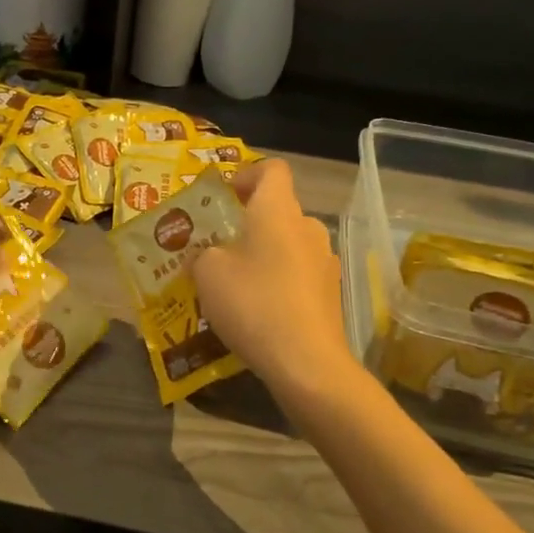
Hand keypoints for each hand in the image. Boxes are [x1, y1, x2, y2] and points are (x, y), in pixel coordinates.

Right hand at [192, 159, 358, 395]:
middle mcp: (307, 227)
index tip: (224, 197)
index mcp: (278, 210)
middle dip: (247, 224)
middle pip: (278, 210)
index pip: (272, 169)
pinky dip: (278, 282)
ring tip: (234, 285)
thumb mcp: (208, 274)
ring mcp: (325, 261)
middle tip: (217, 248)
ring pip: (287, 244)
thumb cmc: (253, 303)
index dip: (246, 174)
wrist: (306, 363)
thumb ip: (203, 254)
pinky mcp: (330, 293)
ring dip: (263, 255)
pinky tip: (258, 312)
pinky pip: (298, 274)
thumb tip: (207, 256)